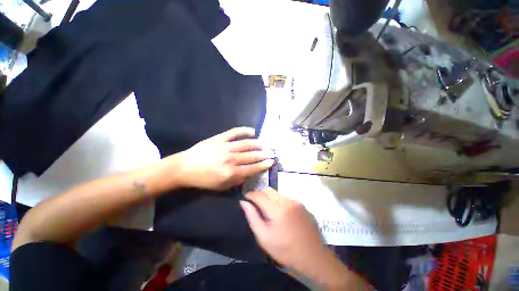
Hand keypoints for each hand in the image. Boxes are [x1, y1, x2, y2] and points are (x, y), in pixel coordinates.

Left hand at [176, 127, 273, 190]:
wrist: (185, 168)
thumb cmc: (204, 179)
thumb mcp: (221, 186)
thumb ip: (237, 181)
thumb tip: (249, 173)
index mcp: (231, 172)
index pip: (253, 168)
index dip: (263, 165)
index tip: (271, 162)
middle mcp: (231, 159)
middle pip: (252, 156)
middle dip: (264, 154)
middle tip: (272, 152)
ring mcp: (225, 147)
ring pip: (246, 144)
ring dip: (258, 144)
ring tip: (265, 144)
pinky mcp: (219, 138)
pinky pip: (234, 132)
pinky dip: (244, 130)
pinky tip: (252, 131)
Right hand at [240, 187, 324, 270]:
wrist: (313, 257)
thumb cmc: (285, 250)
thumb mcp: (264, 237)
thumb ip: (252, 217)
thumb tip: (243, 202)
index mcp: (277, 209)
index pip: (259, 195)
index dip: (250, 194)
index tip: (245, 197)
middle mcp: (287, 201)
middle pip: (269, 190)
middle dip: (259, 194)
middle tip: (255, 203)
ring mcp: (295, 201)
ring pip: (277, 193)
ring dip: (269, 197)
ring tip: (266, 209)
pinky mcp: (301, 204)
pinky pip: (285, 197)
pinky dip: (278, 201)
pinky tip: (280, 213)